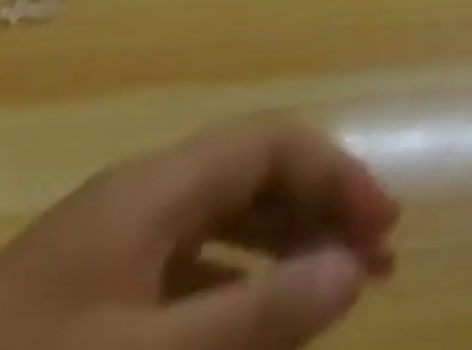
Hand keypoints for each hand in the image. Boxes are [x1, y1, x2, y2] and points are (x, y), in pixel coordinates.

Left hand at [0, 118, 399, 349]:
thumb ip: (256, 314)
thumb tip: (351, 266)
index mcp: (155, 186)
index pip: (270, 142)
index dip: (335, 171)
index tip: (384, 228)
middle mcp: (140, 195)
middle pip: (251, 171)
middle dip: (318, 205)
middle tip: (377, 260)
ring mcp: (109, 244)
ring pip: (222, 219)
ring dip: (283, 243)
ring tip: (337, 287)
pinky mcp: (87, 294)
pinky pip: (186, 268)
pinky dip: (235, 286)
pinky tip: (254, 329)